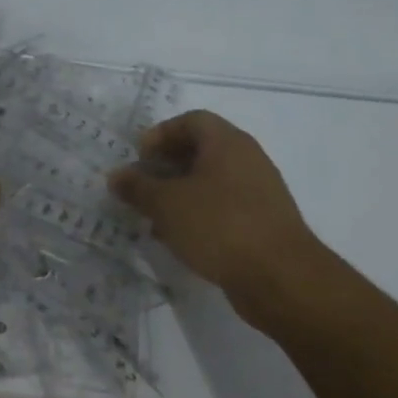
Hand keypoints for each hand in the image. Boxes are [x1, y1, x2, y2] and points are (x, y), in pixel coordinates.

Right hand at [109, 110, 329, 329]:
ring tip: (153, 216)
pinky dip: (197, 214)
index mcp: (227, 143)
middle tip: (140, 187)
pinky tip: (178, 237)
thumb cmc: (219, 226)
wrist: (280, 277)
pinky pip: (222, 207)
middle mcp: (247, 160)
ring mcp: (258, 192)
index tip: (139, 158)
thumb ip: (137, 187)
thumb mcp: (166, 204)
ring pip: (210, 181)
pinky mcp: (261, 222)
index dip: (161, 133)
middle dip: (165, 166)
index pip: (191, 120)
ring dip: (178, 193)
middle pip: (200, 150)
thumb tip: (117, 176)